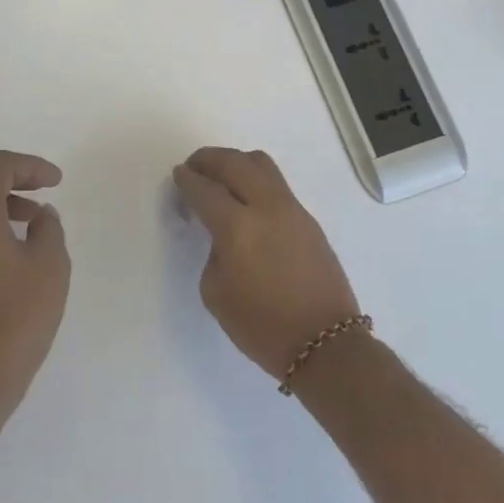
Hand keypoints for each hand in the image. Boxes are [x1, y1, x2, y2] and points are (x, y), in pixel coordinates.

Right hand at [172, 147, 361, 380]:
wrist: (325, 343)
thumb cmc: (262, 326)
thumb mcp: (217, 293)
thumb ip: (213, 251)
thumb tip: (222, 233)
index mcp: (238, 227)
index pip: (205, 189)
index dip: (187, 180)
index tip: (179, 175)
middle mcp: (266, 207)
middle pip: (234, 162)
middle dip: (209, 159)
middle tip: (194, 167)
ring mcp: (292, 209)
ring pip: (261, 164)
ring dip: (236, 163)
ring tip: (221, 178)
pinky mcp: (308, 219)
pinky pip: (276, 184)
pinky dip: (255, 180)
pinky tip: (246, 201)